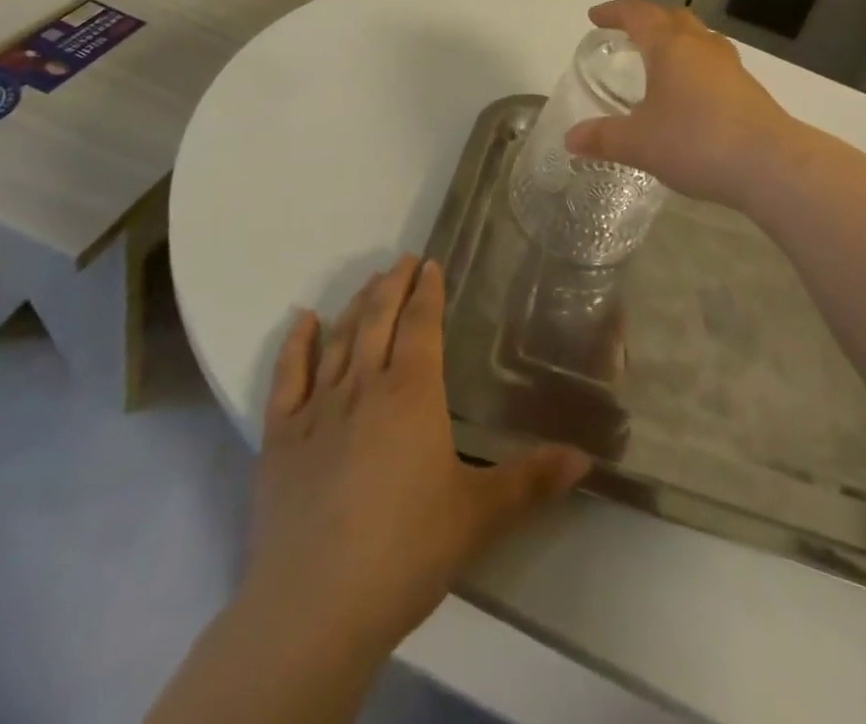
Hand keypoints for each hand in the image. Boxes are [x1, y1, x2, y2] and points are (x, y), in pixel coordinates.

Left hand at [243, 256, 589, 654]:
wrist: (315, 606)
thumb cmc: (406, 551)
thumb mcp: (479, 516)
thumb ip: (532, 482)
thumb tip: (585, 458)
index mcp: (412, 394)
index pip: (422, 326)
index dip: (427, 292)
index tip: (430, 264)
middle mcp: (365, 387)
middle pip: (379, 320)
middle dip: (393, 286)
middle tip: (402, 260)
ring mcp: (318, 409)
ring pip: (340, 340)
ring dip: (356, 306)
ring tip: (369, 281)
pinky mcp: (281, 438)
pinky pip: (288, 378)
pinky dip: (296, 345)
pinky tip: (304, 320)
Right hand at [565, 0, 802, 211]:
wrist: (770, 163)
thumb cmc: (695, 141)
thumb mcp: (639, 143)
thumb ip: (603, 138)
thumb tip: (570, 139)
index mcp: (670, 46)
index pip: (638, 14)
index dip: (615, 12)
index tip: (596, 17)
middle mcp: (701, 46)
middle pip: (673, 18)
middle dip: (648, 20)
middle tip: (629, 34)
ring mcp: (730, 66)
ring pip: (699, 39)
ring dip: (677, 41)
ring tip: (661, 61)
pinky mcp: (749, 89)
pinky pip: (714, 64)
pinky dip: (695, 67)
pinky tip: (690, 95)